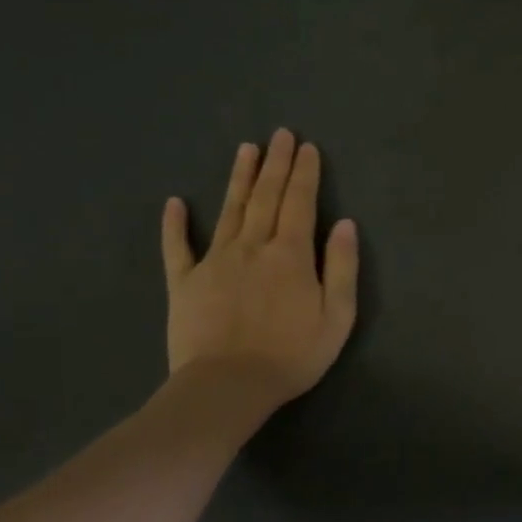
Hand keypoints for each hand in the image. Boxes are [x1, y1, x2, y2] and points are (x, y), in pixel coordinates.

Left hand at [160, 129, 359, 410]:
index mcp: (291, 254)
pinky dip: (175, 224)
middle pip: (266, 196)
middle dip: (276, 163)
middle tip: (280, 135)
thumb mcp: (337, 316)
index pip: (300, 202)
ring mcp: (214, 261)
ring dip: (239, 178)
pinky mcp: (184, 282)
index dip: (305, 173)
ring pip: (229, 210)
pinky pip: (178, 247)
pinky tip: (174, 202)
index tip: (307, 147)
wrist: (228, 387)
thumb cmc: (292, 355)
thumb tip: (346, 224)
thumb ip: (343, 267)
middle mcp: (252, 246)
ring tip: (246, 150)